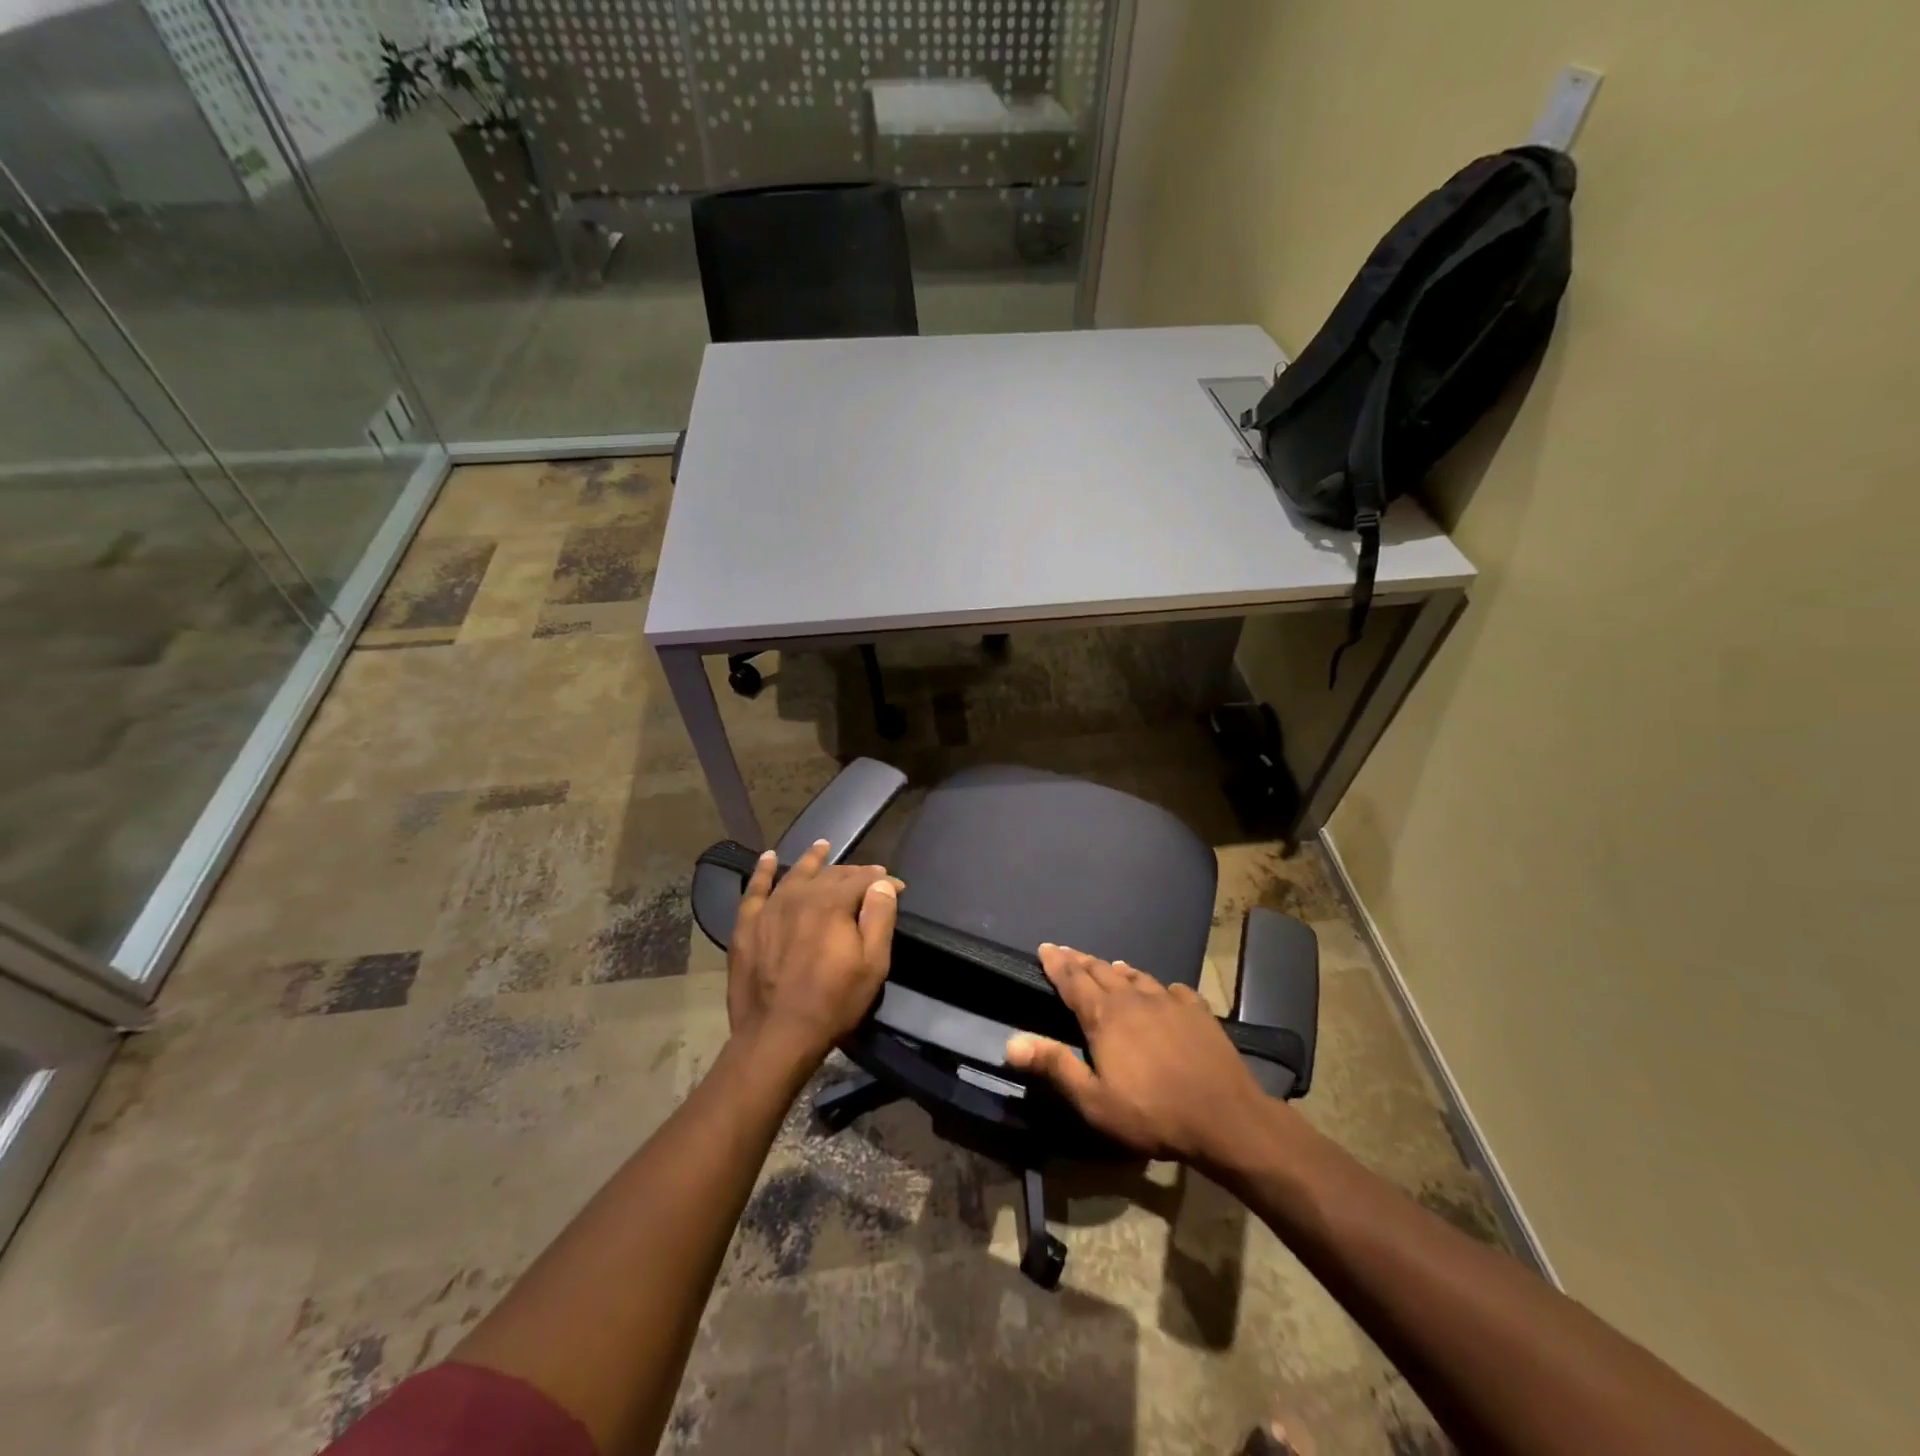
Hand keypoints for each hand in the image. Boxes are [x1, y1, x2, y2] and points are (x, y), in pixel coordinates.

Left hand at [726, 839, 899, 1070]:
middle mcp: (800, 896)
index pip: (862, 879)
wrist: (777, 1035)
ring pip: (794, 874)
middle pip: (830, 874)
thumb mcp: (872, 964)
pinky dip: (762, 872)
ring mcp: (770, 909)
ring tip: (822, 845)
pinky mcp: (747, 926)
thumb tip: (882, 883)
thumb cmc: (833, 1002)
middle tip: (867, 875)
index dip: (882, 880)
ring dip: (812, 859)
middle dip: (853, 872)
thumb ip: (879, 918)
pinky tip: (767, 858)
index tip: (897, 886)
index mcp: (832, 903)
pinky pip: (754, 890)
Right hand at [1005, 943, 1268, 1165]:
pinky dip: (1157, 986)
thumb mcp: (1094, 1100)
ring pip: (1136, 976)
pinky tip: (1161, 990)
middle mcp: (1133, 998)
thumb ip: (1054, 1066)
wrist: (1225, 1117)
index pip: (1073, 980)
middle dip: (1080, 960)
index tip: (1045, 947)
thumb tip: (1011, 1042)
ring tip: (1108, 965)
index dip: (1056, 963)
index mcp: (1104, 1015)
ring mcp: (1169, 1001)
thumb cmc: (1152, 1113)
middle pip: (1100, 971)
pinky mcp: (1197, 1011)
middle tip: (1067, 951)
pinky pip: (1171, 989)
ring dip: (1116, 969)